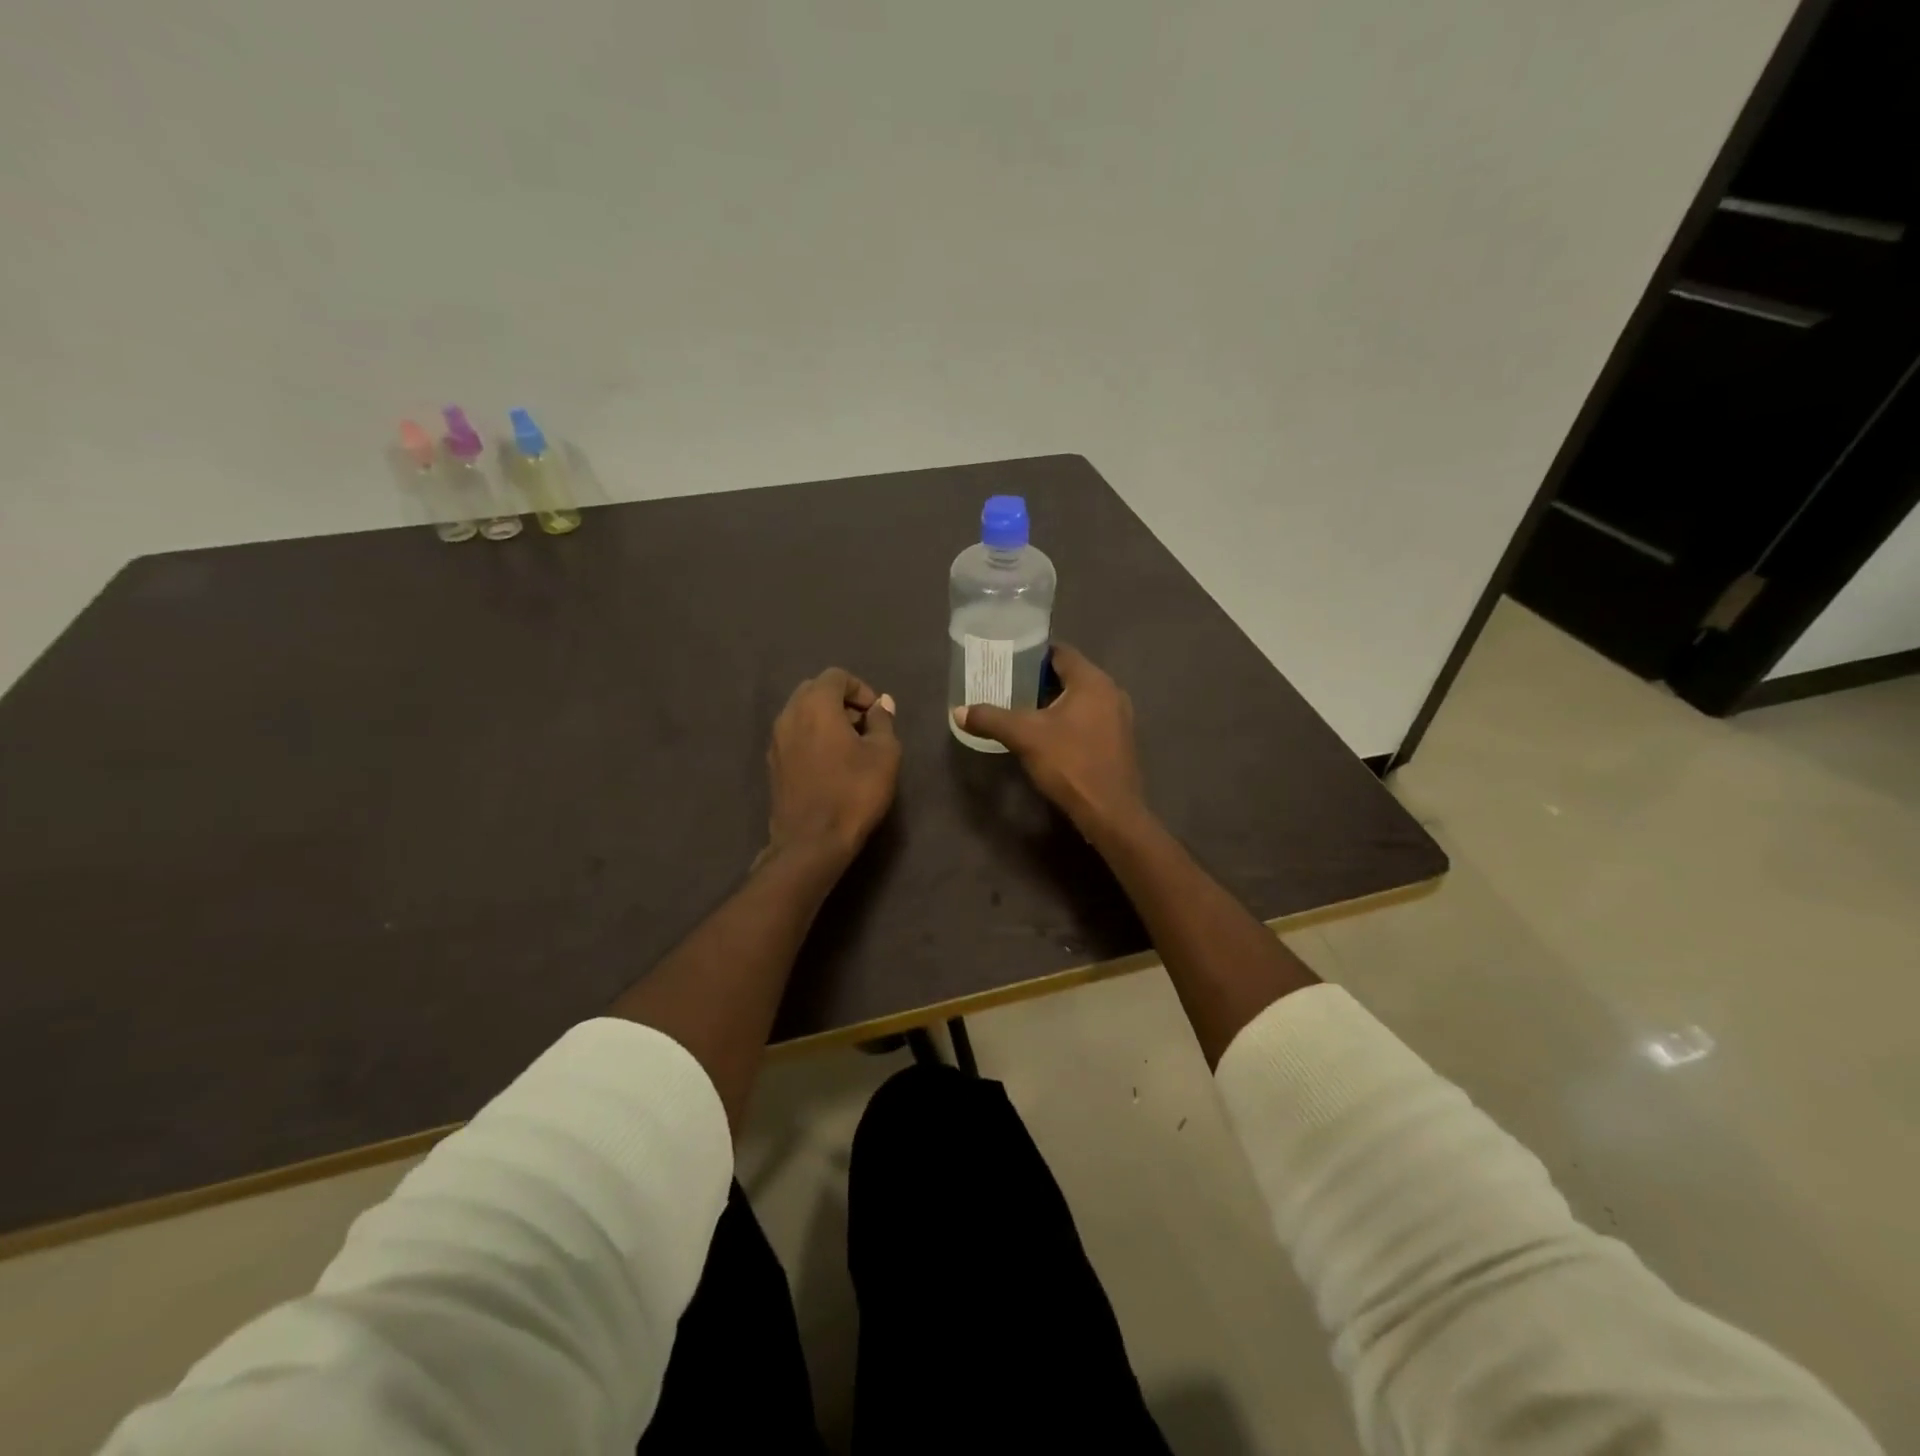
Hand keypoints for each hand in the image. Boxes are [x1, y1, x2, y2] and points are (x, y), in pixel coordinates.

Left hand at [765, 668, 900, 865]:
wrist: (811, 842)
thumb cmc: (854, 793)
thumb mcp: (884, 754)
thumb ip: (882, 722)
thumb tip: (881, 704)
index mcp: (816, 705)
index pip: (837, 676)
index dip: (861, 689)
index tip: (877, 714)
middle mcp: (789, 714)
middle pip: (815, 690)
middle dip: (841, 701)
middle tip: (864, 726)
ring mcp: (776, 740)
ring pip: (802, 713)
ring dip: (825, 719)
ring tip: (850, 745)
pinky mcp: (773, 763)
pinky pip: (794, 735)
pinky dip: (812, 736)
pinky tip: (831, 763)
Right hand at [953, 645, 1148, 836]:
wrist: (1110, 812)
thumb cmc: (1070, 763)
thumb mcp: (1024, 737)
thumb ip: (991, 719)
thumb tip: (958, 712)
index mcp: (1092, 681)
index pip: (1060, 652)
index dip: (1031, 654)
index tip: (1006, 662)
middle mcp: (1111, 692)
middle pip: (1070, 675)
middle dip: (1038, 680)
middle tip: (1007, 686)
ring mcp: (1119, 718)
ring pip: (1079, 699)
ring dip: (1052, 702)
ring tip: (1021, 710)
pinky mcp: (1118, 741)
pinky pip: (1089, 718)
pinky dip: (1067, 720)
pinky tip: (1046, 735)